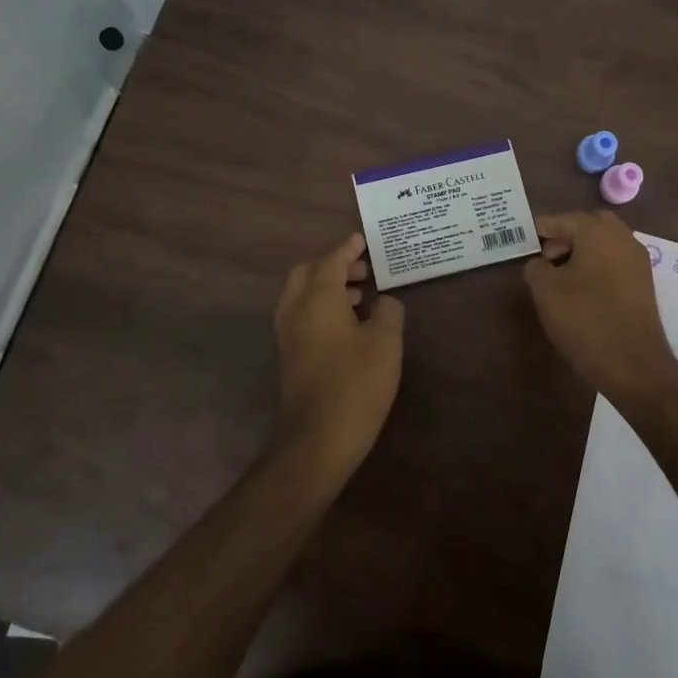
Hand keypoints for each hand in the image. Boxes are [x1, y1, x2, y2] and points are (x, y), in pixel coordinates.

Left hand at [272, 232, 404, 481]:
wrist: (317, 438)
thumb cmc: (355, 383)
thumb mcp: (386, 343)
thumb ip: (389, 312)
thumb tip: (384, 302)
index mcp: (318, 297)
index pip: (332, 261)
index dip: (348, 249)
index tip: (362, 240)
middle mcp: (296, 308)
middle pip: (309, 272)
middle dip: (334, 265)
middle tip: (363, 271)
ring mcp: (288, 333)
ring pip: (303, 294)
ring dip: (328, 286)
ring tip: (361, 296)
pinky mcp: (289, 354)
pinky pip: (302, 314)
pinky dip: (321, 306)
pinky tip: (348, 323)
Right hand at [524, 211, 677, 407]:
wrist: (634, 365)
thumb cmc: (585, 319)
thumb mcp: (546, 290)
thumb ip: (535, 267)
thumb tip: (540, 263)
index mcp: (598, 231)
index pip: (564, 219)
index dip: (542, 228)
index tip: (525, 238)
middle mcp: (622, 238)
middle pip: (589, 225)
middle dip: (566, 235)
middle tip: (545, 256)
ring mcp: (637, 261)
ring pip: (604, 243)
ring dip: (582, 251)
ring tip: (559, 276)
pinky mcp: (644, 284)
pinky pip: (615, 262)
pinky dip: (597, 266)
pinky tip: (581, 290)